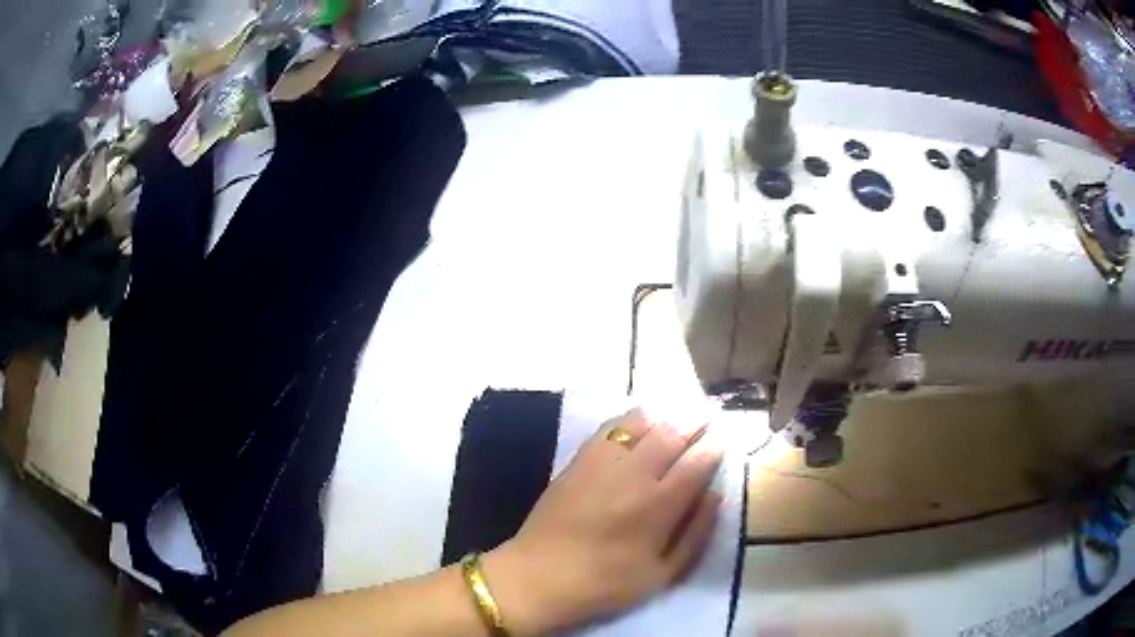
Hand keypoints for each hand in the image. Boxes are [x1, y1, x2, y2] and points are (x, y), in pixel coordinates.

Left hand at [482, 408, 723, 634]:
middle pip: (673, 433)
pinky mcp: (579, 460)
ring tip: (683, 409)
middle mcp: (634, 475)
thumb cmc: (606, 584)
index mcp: (659, 506)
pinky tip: (643, 419)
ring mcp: (603, 463)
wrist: (539, 576)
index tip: (726, 434)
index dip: (716, 444)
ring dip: (668, 413)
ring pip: (642, 422)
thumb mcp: (662, 575)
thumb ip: (695, 534)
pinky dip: (633, 418)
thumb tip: (714, 495)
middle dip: (697, 419)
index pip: (697, 462)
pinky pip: (611, 428)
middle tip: (711, 411)